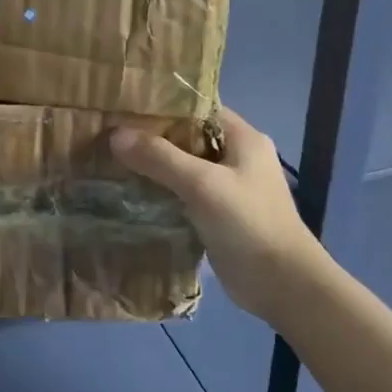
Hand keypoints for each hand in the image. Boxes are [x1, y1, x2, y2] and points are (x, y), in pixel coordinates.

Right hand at [111, 107, 326, 326]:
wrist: (283, 285)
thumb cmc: (248, 223)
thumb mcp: (202, 184)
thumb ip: (159, 158)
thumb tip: (116, 135)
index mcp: (243, 138)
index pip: (198, 108)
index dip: (163, 106)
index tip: (124, 108)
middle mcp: (236, 157)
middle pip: (187, 138)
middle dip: (151, 138)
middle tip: (108, 135)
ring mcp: (228, 188)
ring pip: (183, 169)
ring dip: (153, 168)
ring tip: (111, 161)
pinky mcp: (218, 216)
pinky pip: (183, 195)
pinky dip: (161, 193)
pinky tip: (129, 194)